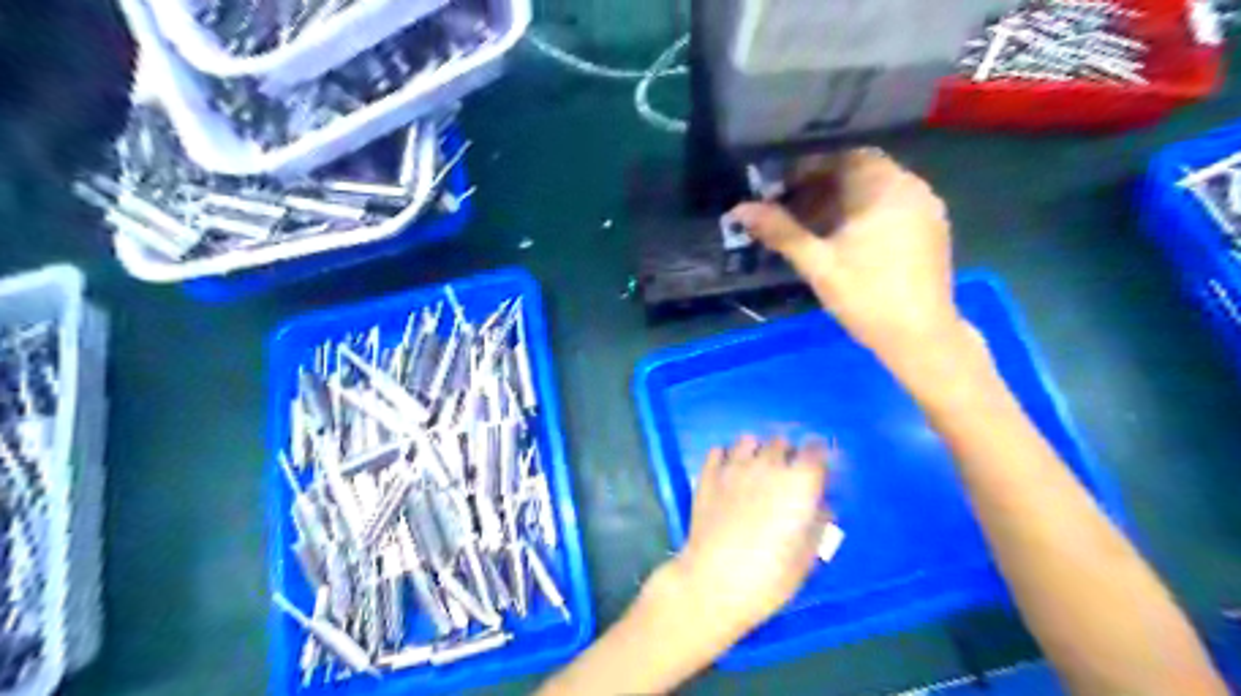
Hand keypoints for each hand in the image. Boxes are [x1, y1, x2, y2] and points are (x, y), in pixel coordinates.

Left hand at [665, 438, 825, 638]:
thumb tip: (820, 506)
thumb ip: (818, 524)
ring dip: (756, 452)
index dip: (817, 457)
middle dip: (787, 455)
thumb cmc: (769, 577)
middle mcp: (768, 465)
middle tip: (786, 477)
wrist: (714, 582)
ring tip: (756, 471)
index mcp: (800, 483)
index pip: (815, 450)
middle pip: (781, 443)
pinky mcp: (707, 475)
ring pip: (749, 441)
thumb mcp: (807, 557)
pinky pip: (719, 451)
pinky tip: (728, 473)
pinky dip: (726, 457)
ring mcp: (734, 467)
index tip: (817, 470)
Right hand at [729, 146, 963, 363]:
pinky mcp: (931, 229)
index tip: (780, 189)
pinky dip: (864, 213)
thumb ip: (780, 231)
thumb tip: (740, 209)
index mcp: (885, 188)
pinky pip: (892, 206)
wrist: (920, 336)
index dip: (807, 170)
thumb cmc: (866, 296)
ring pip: (876, 190)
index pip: (842, 158)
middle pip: (860, 172)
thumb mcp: (817, 263)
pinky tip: (844, 240)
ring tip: (812, 226)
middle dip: (822, 187)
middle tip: (792, 208)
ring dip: (842, 201)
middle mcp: (911, 188)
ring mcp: (925, 208)